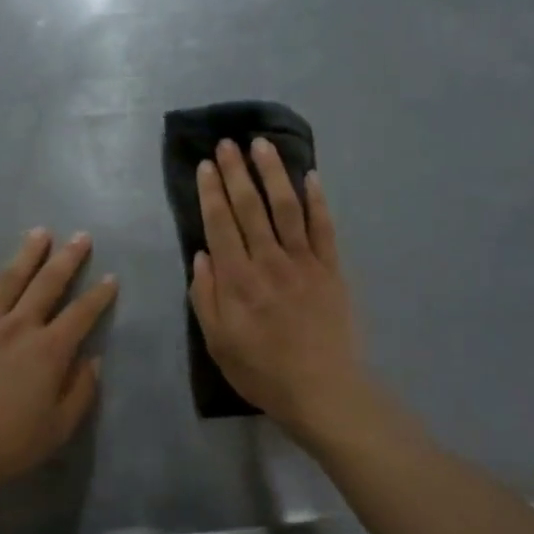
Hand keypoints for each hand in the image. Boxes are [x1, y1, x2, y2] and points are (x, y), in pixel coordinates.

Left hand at [0, 227, 116, 501]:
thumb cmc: (6, 445)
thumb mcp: (58, 429)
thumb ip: (80, 392)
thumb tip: (93, 361)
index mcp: (48, 351)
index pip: (81, 315)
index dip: (99, 296)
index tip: (111, 277)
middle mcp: (18, 329)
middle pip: (47, 286)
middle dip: (67, 259)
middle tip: (80, 236)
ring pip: (7, 283)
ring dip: (25, 256)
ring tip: (39, 234)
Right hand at [191, 138, 366, 441]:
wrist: (322, 391)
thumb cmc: (262, 372)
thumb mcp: (217, 343)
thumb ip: (205, 297)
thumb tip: (201, 255)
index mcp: (237, 280)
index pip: (220, 224)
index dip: (212, 192)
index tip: (206, 165)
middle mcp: (269, 262)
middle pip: (250, 207)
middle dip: (237, 172)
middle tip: (228, 143)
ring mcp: (304, 262)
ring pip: (286, 208)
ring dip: (273, 173)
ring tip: (262, 145)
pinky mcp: (331, 269)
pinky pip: (324, 227)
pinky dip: (318, 200)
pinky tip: (310, 176)